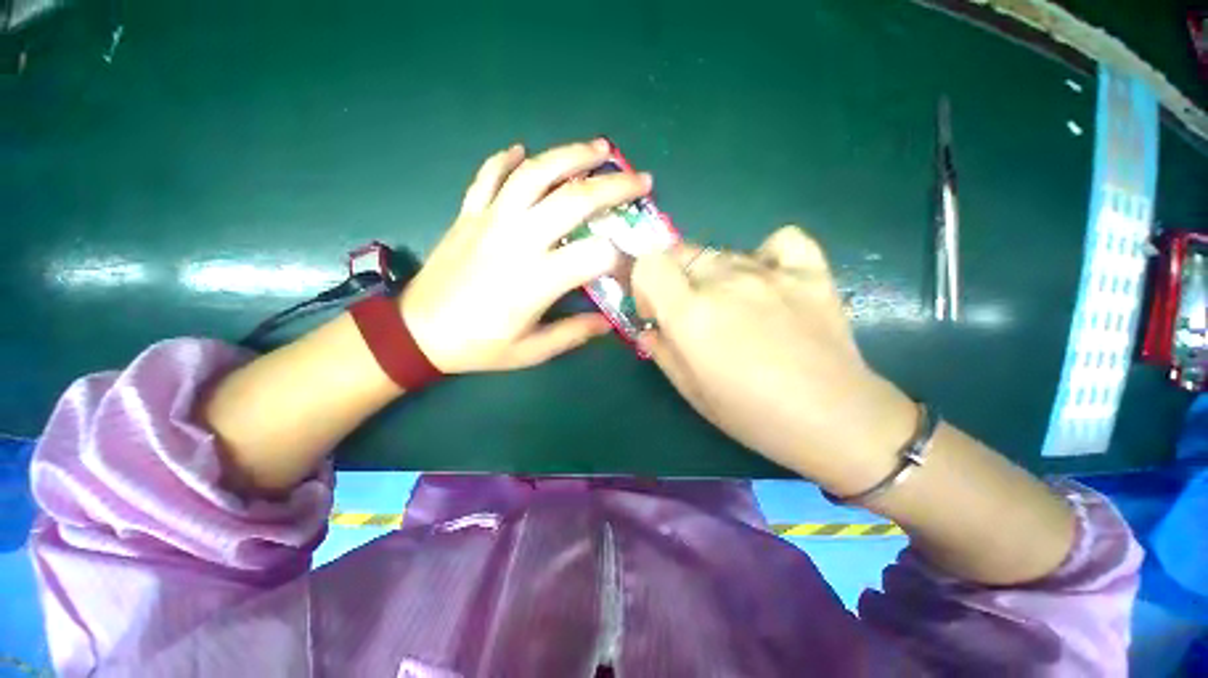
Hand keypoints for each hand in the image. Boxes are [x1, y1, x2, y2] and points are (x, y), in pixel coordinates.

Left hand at [401, 140, 651, 373]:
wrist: (418, 332)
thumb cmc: (478, 346)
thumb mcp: (531, 351)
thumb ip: (573, 335)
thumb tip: (608, 323)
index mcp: (537, 280)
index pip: (595, 255)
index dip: (620, 255)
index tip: (631, 261)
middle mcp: (518, 240)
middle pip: (574, 200)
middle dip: (614, 186)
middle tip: (640, 180)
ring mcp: (491, 220)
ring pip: (535, 174)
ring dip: (571, 156)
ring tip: (599, 149)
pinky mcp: (469, 214)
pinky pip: (489, 175)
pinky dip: (507, 158)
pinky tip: (523, 150)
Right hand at [631, 226, 916, 494]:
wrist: (834, 420)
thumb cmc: (753, 415)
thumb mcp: (691, 391)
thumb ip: (662, 351)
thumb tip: (650, 328)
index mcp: (691, 314)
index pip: (650, 263)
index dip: (644, 283)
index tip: (656, 310)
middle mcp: (725, 283)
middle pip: (681, 252)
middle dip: (674, 278)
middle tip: (689, 310)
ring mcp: (771, 273)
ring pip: (722, 252)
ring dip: (713, 274)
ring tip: (732, 306)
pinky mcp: (810, 272)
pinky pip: (780, 241)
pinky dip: (766, 254)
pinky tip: (768, 278)